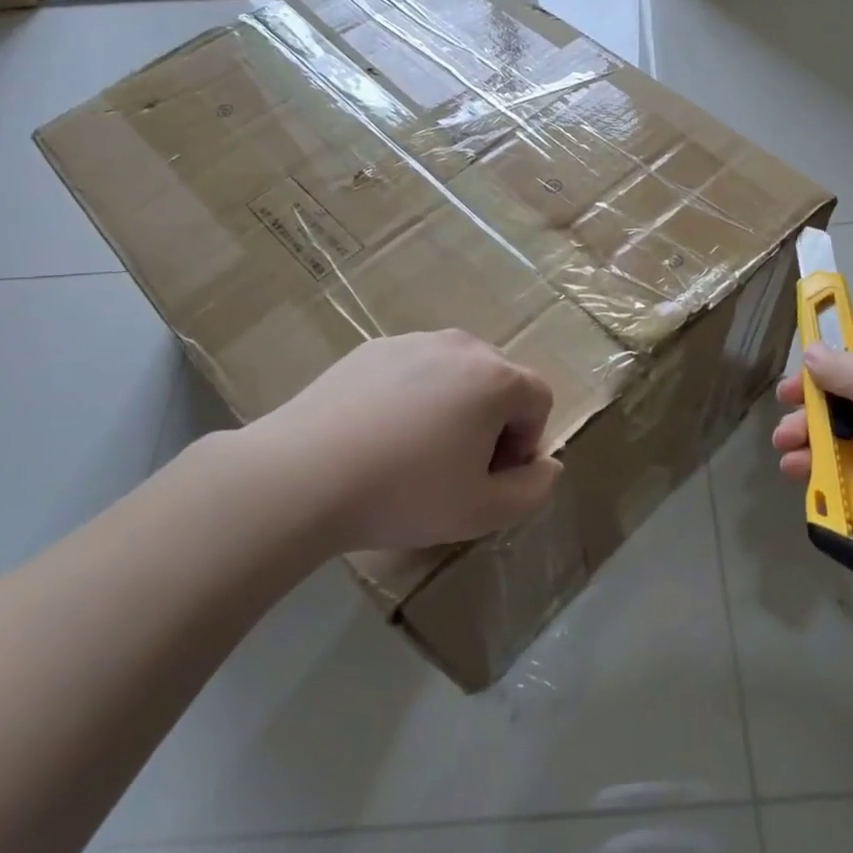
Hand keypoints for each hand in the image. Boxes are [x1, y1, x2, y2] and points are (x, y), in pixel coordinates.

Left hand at [226, 331, 562, 554]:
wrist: (303, 475)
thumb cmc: (405, 492)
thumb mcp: (483, 511)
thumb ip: (534, 489)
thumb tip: (549, 464)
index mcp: (496, 377)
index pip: (539, 399)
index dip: (526, 442)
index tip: (491, 477)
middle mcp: (461, 346)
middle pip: (499, 380)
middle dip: (493, 422)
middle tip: (457, 467)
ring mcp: (412, 341)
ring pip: (454, 373)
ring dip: (453, 407)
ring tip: (415, 451)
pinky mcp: (371, 349)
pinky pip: (413, 370)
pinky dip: (412, 396)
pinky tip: (379, 435)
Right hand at [773, 318, 852, 570]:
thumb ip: (840, 366)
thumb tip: (813, 355)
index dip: (828, 343)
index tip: (798, 359)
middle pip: (842, 386)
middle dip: (809, 397)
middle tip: (785, 407)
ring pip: (840, 429)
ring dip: (808, 435)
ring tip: (787, 445)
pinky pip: (848, 468)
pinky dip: (821, 469)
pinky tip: (800, 472)